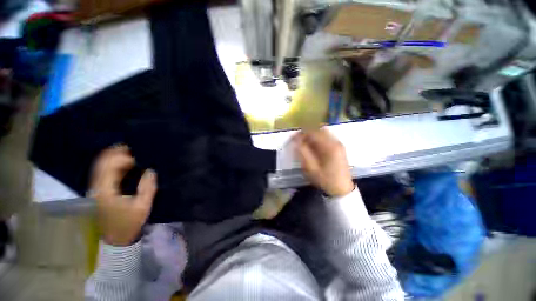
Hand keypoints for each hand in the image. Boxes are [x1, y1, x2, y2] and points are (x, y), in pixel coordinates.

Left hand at [90, 145, 156, 245]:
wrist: (116, 237)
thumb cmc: (130, 222)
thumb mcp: (142, 206)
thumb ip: (147, 187)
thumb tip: (150, 170)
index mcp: (106, 190)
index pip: (110, 166)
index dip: (123, 157)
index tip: (139, 155)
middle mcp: (97, 187)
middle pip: (101, 163)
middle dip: (116, 152)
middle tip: (132, 146)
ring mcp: (96, 188)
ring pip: (101, 166)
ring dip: (114, 157)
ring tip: (129, 151)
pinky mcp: (100, 190)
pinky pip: (104, 172)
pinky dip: (113, 165)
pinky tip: (124, 162)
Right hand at [293, 128, 353, 196]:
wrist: (341, 189)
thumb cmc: (325, 180)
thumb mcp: (311, 168)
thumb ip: (303, 152)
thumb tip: (296, 140)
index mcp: (330, 147)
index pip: (313, 133)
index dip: (301, 134)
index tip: (293, 138)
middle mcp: (336, 142)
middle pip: (319, 130)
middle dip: (307, 133)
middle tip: (299, 141)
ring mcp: (339, 144)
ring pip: (323, 133)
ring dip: (312, 135)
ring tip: (305, 143)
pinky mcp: (339, 148)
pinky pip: (327, 138)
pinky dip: (318, 139)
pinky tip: (313, 147)